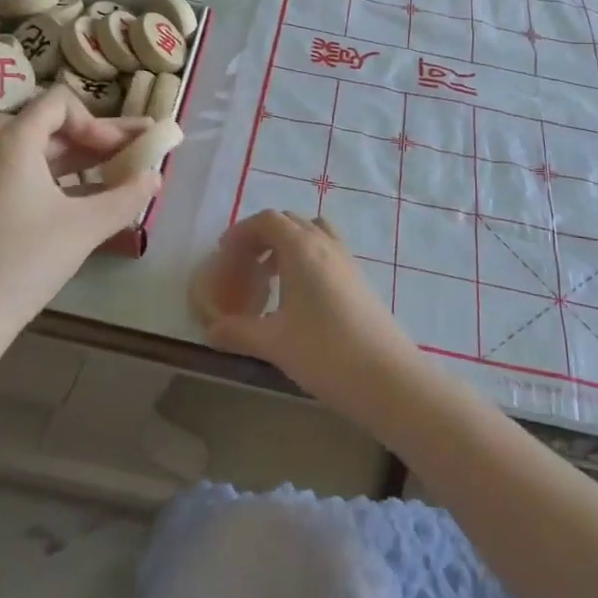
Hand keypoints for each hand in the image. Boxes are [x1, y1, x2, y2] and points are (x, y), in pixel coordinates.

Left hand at [0, 86, 160, 332]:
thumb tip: (155, 177)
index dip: (97, 121)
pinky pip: (30, 177)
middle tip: (143, 147)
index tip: (120, 151)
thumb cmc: (24, 262)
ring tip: (124, 173)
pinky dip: (63, 181)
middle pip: (55, 128)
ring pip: (44, 155)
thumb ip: (127, 197)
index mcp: (14, 144)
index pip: (59, 103)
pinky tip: (91, 200)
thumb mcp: (85, 227)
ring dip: (85, 160)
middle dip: (102, 138)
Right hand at [190, 210, 428, 423]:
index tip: (224, 252)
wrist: (387, 377)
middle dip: (263, 235)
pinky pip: (327, 251)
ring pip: (312, 233)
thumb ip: (237, 332)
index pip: (268, 220)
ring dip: (288, 243)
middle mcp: (325, 245)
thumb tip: (210, 330)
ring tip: (270, 275)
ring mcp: (347, 260)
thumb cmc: (325, 353)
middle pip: (290, 221)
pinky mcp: (359, 279)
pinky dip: (306, 257)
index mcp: (302, 249)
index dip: (242, 231)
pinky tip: (298, 295)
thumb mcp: (273, 343)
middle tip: (243, 263)